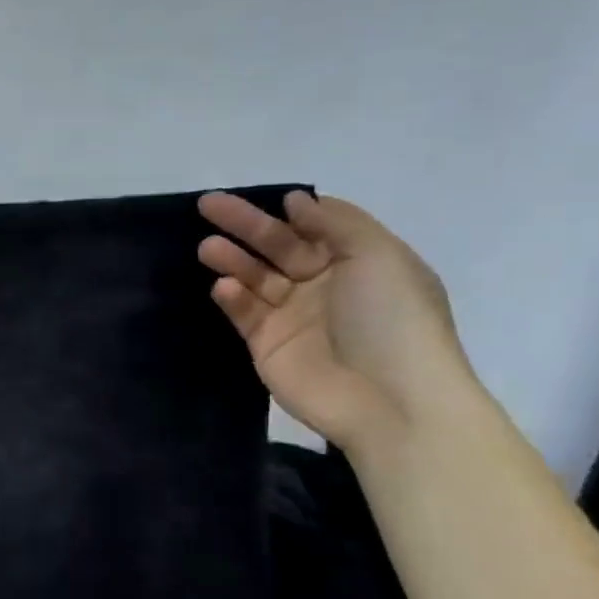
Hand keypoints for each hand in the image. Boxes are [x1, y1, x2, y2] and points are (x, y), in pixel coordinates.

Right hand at [198, 191, 476, 450]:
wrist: (389, 400)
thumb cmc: (392, 319)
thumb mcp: (379, 256)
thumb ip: (336, 222)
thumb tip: (297, 201)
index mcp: (360, 262)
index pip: (316, 227)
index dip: (292, 212)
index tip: (267, 198)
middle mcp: (324, 285)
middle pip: (278, 246)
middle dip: (246, 225)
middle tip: (208, 205)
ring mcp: (293, 316)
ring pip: (255, 277)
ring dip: (232, 259)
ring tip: (207, 248)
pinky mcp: (267, 344)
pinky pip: (244, 313)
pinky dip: (232, 298)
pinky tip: (223, 287)